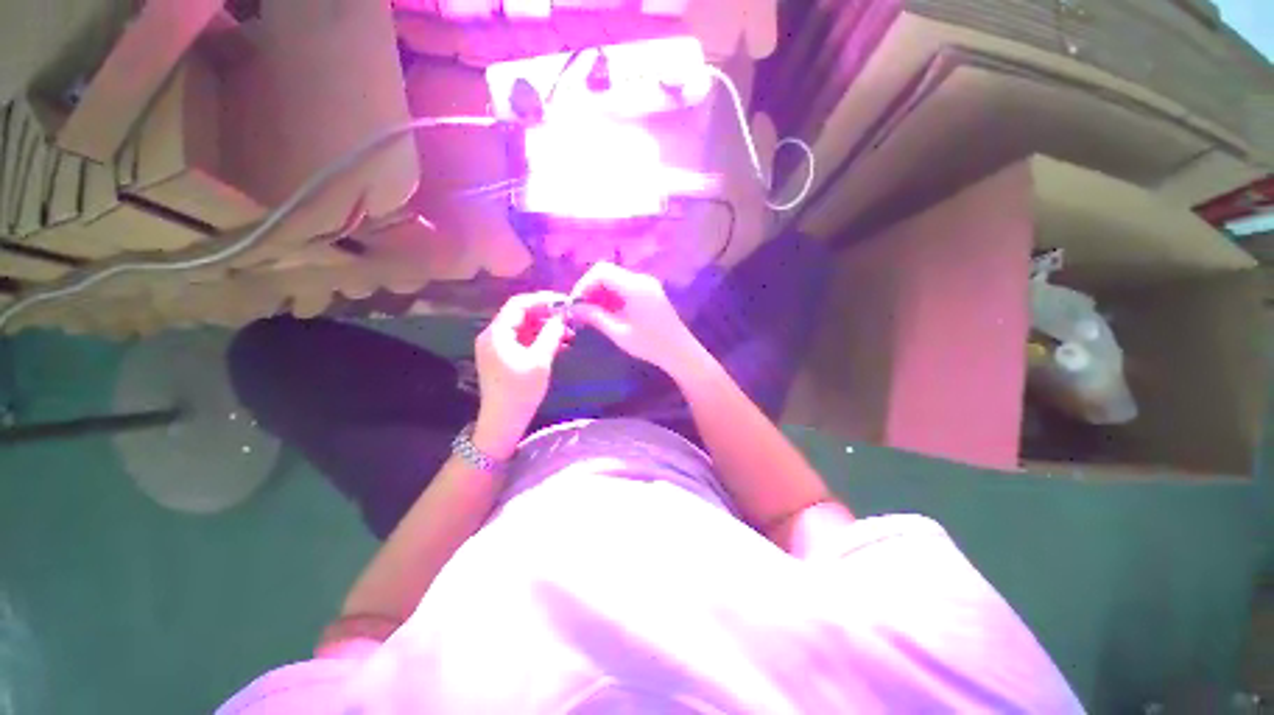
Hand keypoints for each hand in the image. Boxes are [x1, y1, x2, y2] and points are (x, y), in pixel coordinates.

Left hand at [473, 292, 568, 458]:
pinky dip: (539, 340)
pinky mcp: (503, 358)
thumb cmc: (520, 391)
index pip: (519, 304)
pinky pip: (523, 341)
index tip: (565, 302)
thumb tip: (562, 317)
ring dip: (545, 328)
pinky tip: (559, 345)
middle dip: (547, 315)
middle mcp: (493, 335)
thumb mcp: (540, 361)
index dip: (542, 300)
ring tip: (569, 334)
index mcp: (497, 333)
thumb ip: (551, 335)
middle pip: (521, 315)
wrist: (502, 421)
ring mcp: (497, 347)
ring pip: (524, 328)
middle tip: (570, 319)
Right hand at [570, 262, 700, 375]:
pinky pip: (625, 288)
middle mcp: (641, 279)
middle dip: (591, 289)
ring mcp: (647, 285)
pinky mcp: (649, 292)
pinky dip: (613, 297)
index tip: (576, 303)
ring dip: (601, 294)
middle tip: (581, 310)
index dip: (584, 284)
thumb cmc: (650, 344)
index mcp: (634, 286)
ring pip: (615, 280)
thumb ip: (595, 317)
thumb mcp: (618, 332)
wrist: (680, 352)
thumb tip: (575, 308)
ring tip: (592, 315)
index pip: (601, 271)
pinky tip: (607, 314)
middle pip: (607, 273)